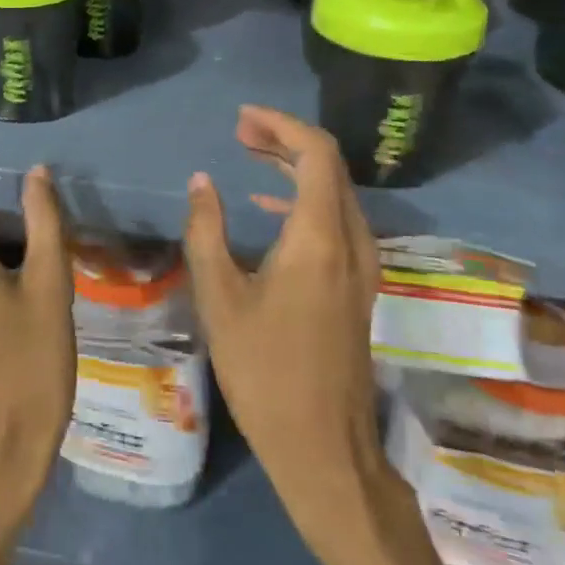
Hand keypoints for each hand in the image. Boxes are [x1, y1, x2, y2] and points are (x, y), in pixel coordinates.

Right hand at [182, 106, 391, 564]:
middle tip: (241, 131)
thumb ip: (207, 231)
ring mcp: (362, 265)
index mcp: (320, 238)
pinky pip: (337, 218)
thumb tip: (202, 182)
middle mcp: (351, 241)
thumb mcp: (219, 298)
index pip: (316, 154)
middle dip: (286, 140)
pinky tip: (269, 203)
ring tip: (250, 153)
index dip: (281, 126)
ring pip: (336, 191)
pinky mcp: (358, 284)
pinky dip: (305, 196)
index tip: (242, 118)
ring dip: (296, 166)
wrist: (323, 446)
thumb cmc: (264, 371)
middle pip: (330, 166)